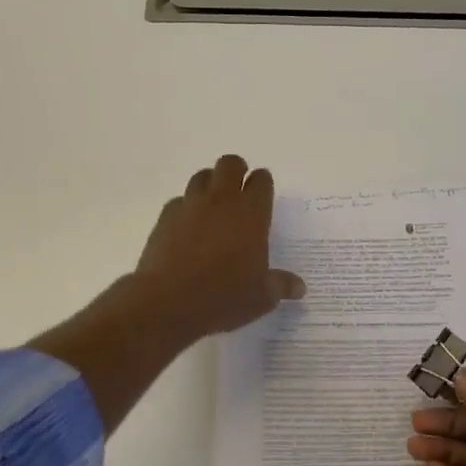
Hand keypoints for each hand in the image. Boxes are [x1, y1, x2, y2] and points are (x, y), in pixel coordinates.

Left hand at [132, 154, 305, 345]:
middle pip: (230, 164)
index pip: (261, 180)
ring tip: (213, 206)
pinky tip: (188, 228)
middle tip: (239, 191)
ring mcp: (191, 205)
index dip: (263, 183)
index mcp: (251, 213)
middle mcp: (222, 201)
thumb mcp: (261, 297)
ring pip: (202, 176)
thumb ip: (281, 285)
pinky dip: (186, 207)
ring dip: (210, 184)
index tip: (263, 194)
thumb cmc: (224, 296)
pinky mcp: (166, 217)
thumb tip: (300, 287)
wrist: (168, 301)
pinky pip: (179, 201)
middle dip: (237, 171)